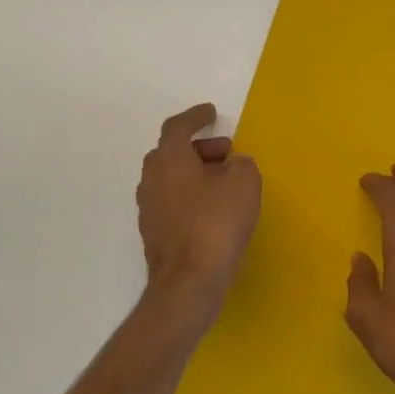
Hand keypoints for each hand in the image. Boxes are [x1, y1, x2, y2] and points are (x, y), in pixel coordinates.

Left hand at [137, 103, 260, 305]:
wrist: (189, 280)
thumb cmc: (216, 223)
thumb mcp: (244, 183)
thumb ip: (241, 165)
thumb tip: (234, 166)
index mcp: (169, 160)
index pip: (177, 127)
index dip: (195, 117)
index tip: (211, 113)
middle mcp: (152, 180)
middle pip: (171, 153)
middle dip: (198, 148)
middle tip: (225, 153)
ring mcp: (149, 209)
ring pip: (170, 179)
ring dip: (194, 174)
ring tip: (223, 183)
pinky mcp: (154, 234)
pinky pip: (172, 202)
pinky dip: (190, 197)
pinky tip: (213, 211)